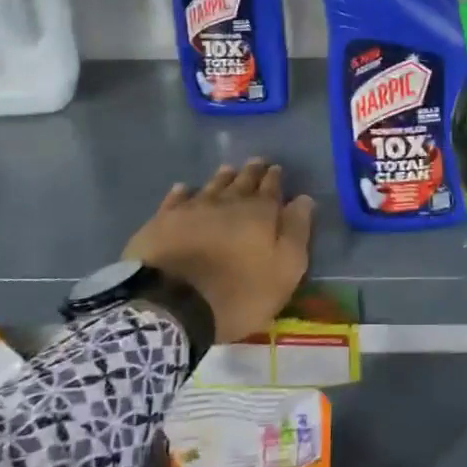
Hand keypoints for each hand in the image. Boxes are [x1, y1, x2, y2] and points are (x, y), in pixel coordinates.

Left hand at [124, 159, 314, 343]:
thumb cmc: (239, 293)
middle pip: (242, 181)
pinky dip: (183, 192)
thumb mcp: (284, 270)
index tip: (277, 168)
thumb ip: (296, 232)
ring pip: (212, 186)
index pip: (271, 188)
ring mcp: (192, 209)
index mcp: (259, 213)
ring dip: (222, 177)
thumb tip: (304, 199)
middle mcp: (227, 202)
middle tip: (257, 161)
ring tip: (228, 169)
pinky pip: (176, 199)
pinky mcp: (162, 222)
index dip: (275, 178)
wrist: (173, 305)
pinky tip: (184, 189)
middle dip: (252, 171)